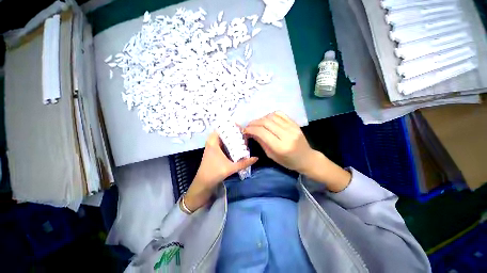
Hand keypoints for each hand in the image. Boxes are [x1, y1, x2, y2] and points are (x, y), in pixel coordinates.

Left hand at [183, 131, 257, 212]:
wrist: (203, 184)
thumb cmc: (215, 173)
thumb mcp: (231, 168)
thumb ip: (244, 163)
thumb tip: (256, 158)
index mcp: (213, 143)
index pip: (220, 129)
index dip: (229, 126)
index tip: (239, 127)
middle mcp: (212, 143)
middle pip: (222, 133)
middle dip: (232, 133)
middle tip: (242, 134)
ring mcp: (212, 148)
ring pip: (222, 139)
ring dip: (230, 139)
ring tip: (240, 139)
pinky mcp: (213, 153)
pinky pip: (221, 145)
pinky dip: (228, 144)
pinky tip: (235, 147)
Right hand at [244, 111, 314, 172]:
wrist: (306, 158)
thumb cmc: (288, 161)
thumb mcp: (271, 155)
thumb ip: (261, 142)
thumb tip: (251, 132)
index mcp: (280, 147)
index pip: (262, 132)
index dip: (251, 129)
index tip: (245, 130)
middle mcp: (287, 135)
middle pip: (266, 123)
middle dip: (254, 123)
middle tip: (248, 126)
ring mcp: (292, 127)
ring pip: (272, 116)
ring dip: (261, 118)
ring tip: (257, 123)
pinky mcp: (295, 123)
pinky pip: (280, 114)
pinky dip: (270, 115)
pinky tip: (267, 120)